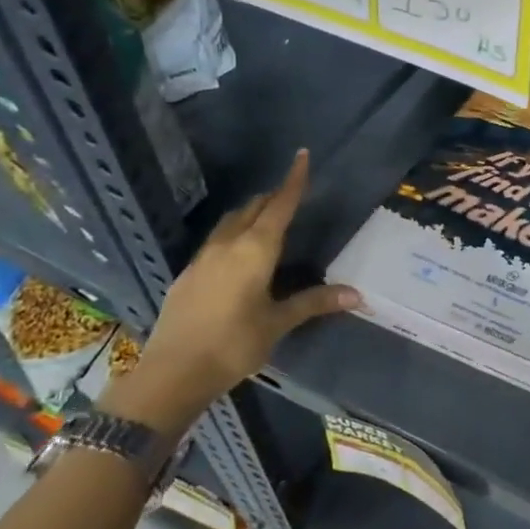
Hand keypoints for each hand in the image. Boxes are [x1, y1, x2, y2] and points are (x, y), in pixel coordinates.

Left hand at [101, 150, 359, 438]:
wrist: (172, 374)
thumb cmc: (233, 344)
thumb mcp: (278, 323)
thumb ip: (314, 302)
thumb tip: (357, 294)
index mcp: (255, 251)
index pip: (279, 206)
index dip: (293, 181)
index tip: (302, 155)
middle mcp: (227, 246)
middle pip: (252, 209)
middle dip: (272, 197)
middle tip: (290, 192)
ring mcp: (203, 259)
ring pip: (230, 223)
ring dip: (249, 213)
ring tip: (265, 215)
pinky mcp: (187, 276)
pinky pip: (215, 241)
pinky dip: (233, 233)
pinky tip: (237, 252)